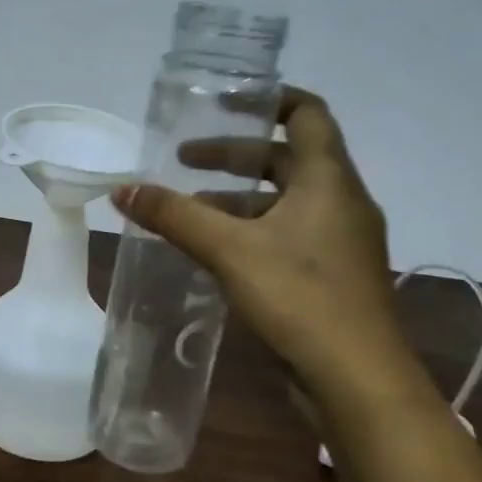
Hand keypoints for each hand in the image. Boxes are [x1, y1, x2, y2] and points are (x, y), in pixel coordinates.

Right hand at [112, 88, 401, 385]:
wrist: (360, 382)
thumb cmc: (301, 297)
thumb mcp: (228, 249)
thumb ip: (173, 215)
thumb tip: (122, 188)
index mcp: (328, 179)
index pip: (307, 114)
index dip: (267, 99)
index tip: (223, 101)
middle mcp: (340, 202)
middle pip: (285, 159)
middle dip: (233, 155)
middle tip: (183, 161)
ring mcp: (340, 241)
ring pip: (283, 201)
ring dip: (235, 199)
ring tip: (186, 212)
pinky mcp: (331, 276)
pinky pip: (286, 234)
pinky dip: (248, 230)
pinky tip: (213, 251)